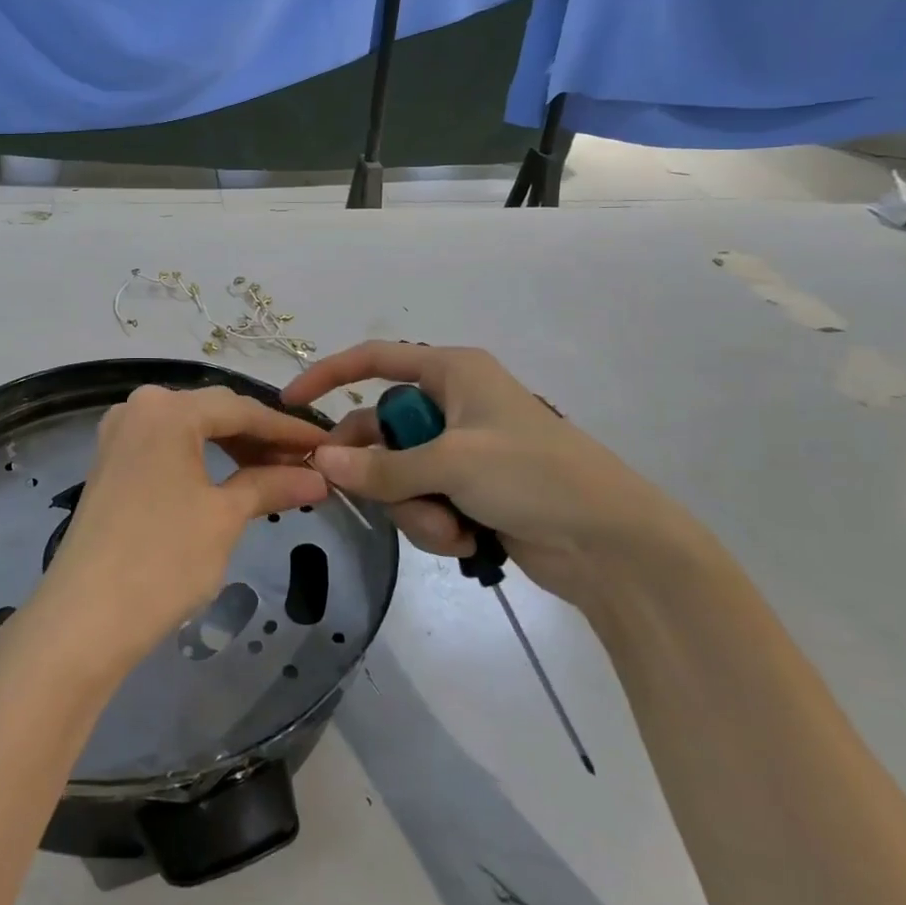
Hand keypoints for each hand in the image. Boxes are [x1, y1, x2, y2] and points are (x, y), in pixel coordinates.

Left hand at [32, 385, 328, 673]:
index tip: (326, 445)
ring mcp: (119, 435)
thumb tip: (318, 477)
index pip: (241, 409)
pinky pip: (167, 448)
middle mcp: (138, 407)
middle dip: (260, 438)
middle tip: (304, 465)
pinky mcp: (110, 464)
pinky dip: (202, 461)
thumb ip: (272, 485)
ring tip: (274, 476)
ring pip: (190, 430)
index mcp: (166, 408)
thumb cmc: (163, 559)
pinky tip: (230, 482)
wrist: (85, 619)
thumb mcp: (225, 517)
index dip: (288, 429)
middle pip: (213, 413)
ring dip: (233, 450)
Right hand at [283, 343, 699, 610]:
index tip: (291, 403)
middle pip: (380, 429)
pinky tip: (466, 539)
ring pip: (398, 473)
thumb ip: (382, 466)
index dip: (329, 374)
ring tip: (450, 528)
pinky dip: (434, 523)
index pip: (375, 359)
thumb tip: (322, 460)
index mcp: (452, 372)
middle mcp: (452, 404)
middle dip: (380, 471)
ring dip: (412, 507)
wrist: (614, 546)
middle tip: (369, 495)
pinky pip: (422, 501)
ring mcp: (461, 451)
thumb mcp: (452, 463)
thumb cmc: (535, 476)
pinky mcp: (469, 490)